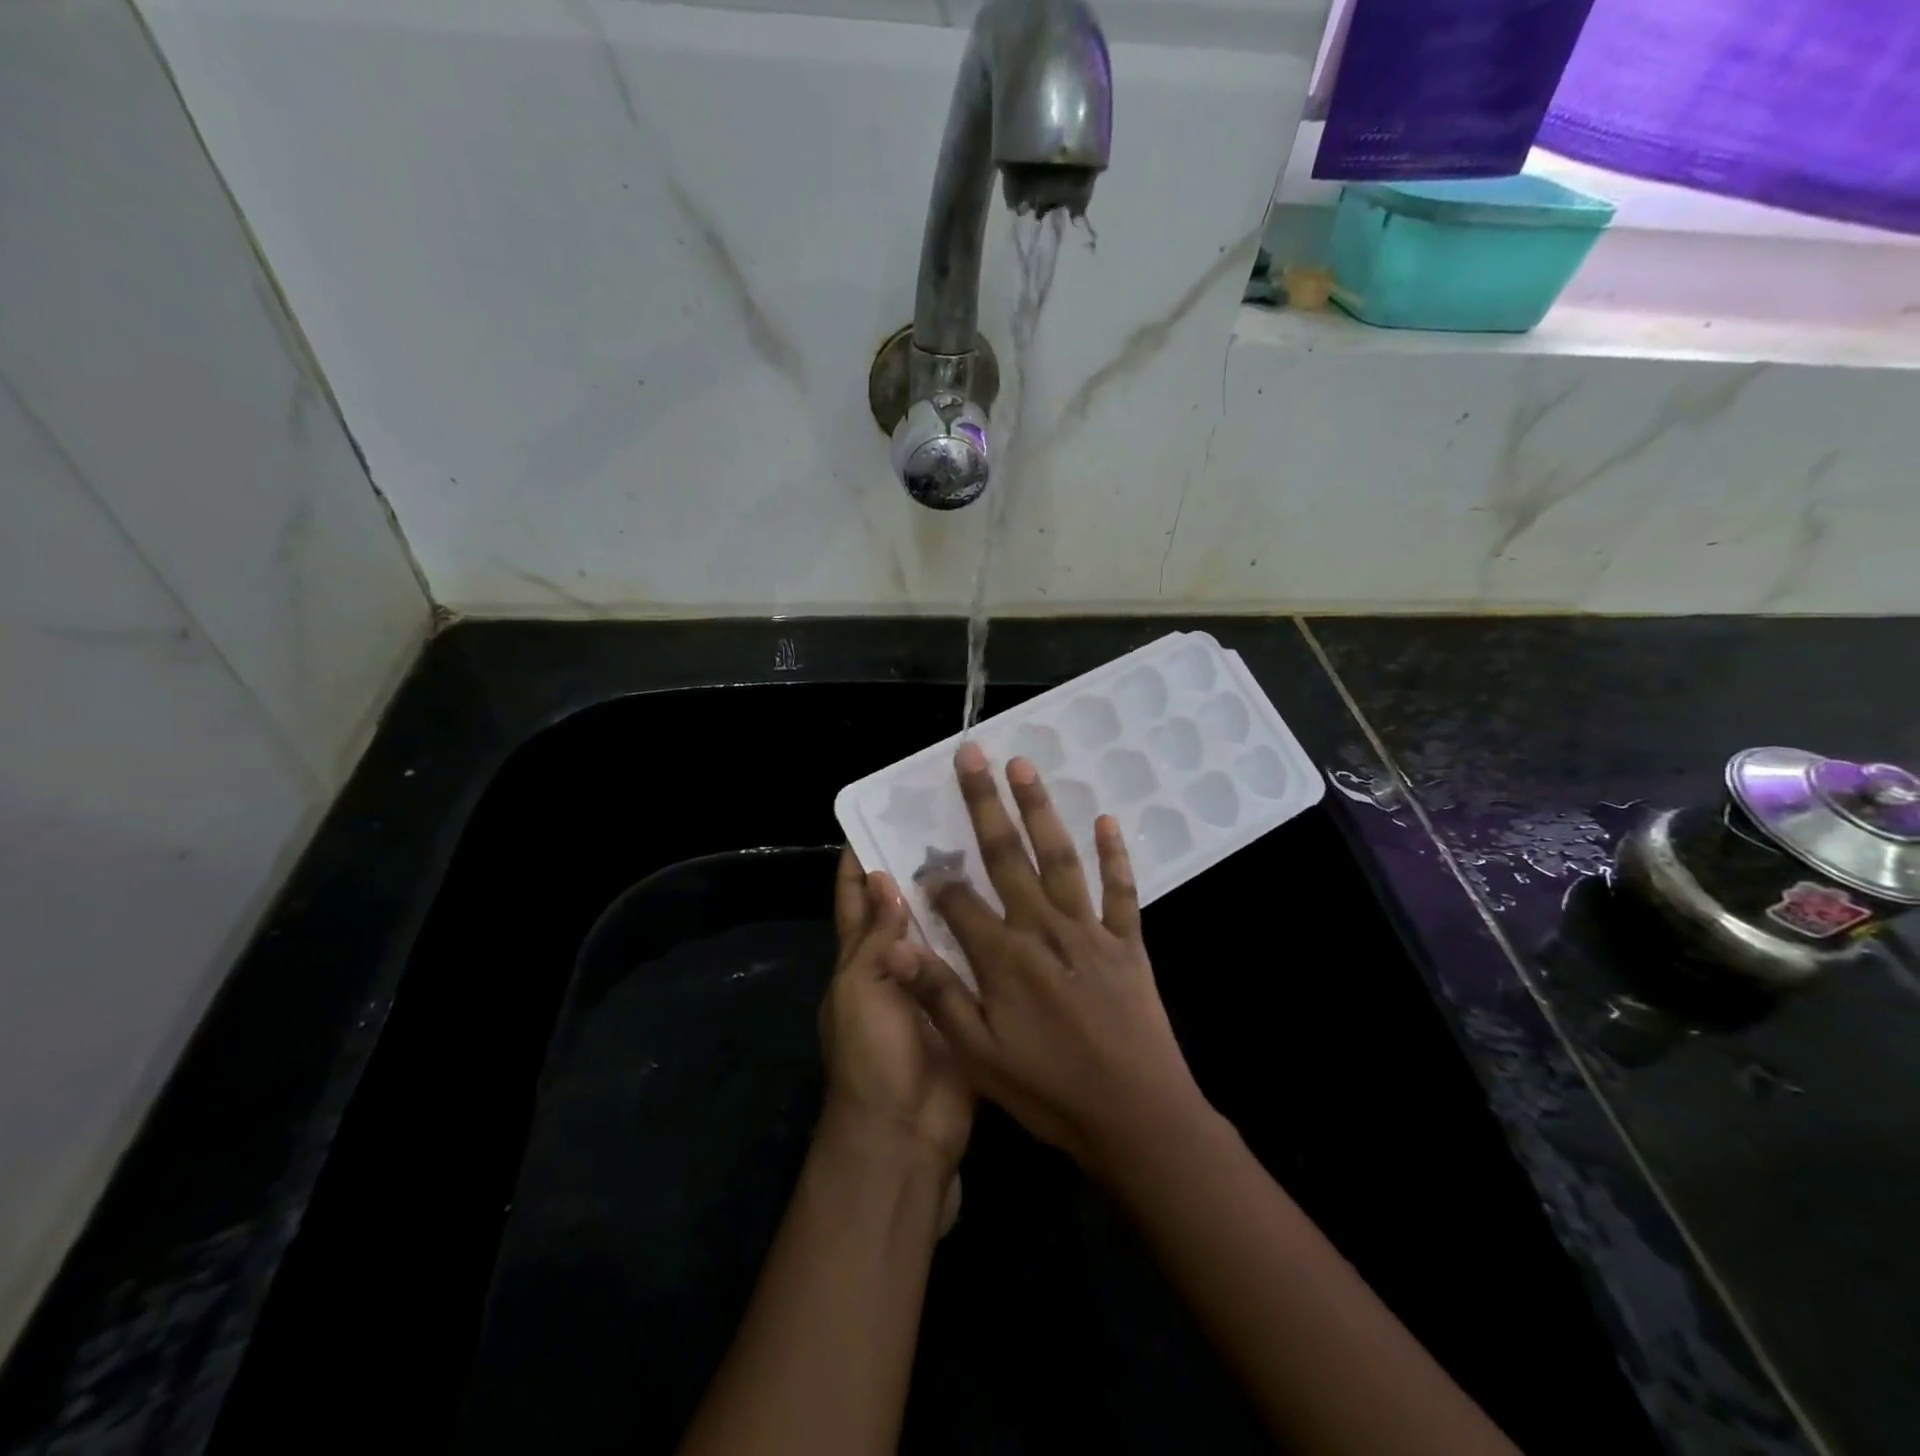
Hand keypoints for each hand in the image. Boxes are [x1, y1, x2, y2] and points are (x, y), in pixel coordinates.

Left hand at [819, 848, 973, 1173]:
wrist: (907, 1130)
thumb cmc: (870, 1054)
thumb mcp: (859, 989)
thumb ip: (875, 937)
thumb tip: (882, 877)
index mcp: (858, 959)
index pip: (852, 900)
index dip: (857, 863)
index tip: (876, 818)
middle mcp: (895, 963)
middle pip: (901, 908)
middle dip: (915, 869)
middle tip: (947, 823)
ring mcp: (933, 982)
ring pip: (942, 928)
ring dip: (954, 897)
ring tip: (984, 850)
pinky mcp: (967, 1000)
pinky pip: (975, 959)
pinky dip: (986, 933)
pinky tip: (1011, 901)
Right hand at [884, 744, 1205, 1172]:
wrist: (1136, 1117)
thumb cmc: (1050, 1091)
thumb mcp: (979, 1057)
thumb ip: (938, 996)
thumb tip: (896, 944)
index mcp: (1003, 957)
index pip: (958, 901)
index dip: (936, 878)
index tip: (921, 857)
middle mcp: (1043, 928)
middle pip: (1006, 855)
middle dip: (984, 803)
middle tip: (973, 755)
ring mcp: (1089, 930)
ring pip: (1060, 857)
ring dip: (1040, 810)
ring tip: (1024, 767)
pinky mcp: (1127, 941)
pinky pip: (1121, 889)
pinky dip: (1115, 854)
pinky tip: (1107, 820)